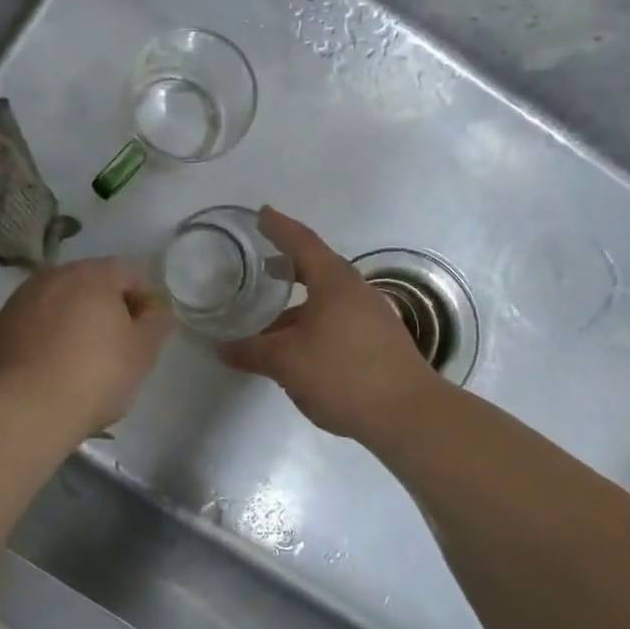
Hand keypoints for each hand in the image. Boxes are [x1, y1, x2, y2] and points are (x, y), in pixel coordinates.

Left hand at [0, 258, 173, 435]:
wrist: (23, 408)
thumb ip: (156, 325)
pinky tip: (52, 368)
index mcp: (92, 274)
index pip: (129, 273)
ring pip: (59, 303)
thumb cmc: (94, 375)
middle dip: (107, 309)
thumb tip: (157, 311)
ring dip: (74, 321)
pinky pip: (34, 323)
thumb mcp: (142, 353)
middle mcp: (53, 276)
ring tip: (82, 361)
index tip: (147, 333)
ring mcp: (21, 299)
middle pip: (91, 284)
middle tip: (118, 347)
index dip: (145, 300)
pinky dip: (47, 337)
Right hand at [218, 208, 437, 440]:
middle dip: (289, 265)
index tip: (262, 214)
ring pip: (327, 299)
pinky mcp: (379, 341)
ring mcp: (372, 316)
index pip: (301, 242)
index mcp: (334, 282)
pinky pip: (337, 319)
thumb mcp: (287, 362)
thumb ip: (252, 352)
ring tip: (272, 316)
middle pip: (317, 268)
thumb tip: (221, 349)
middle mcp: (356, 291)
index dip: (279, 227)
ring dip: (299, 302)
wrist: (409, 414)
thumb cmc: (343, 373)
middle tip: (263, 264)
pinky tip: (299, 346)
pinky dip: (313, 322)